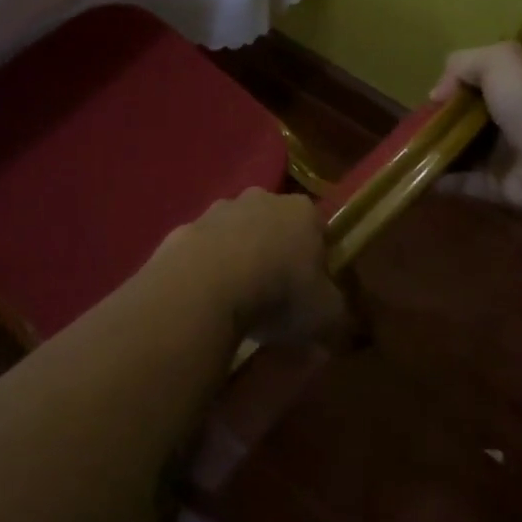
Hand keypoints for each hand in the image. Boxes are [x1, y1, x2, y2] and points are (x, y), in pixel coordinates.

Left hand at [155, 189, 342, 344]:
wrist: (205, 285)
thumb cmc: (279, 293)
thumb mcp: (328, 315)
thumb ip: (337, 315)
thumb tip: (335, 323)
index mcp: (302, 211)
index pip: (317, 228)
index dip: (318, 259)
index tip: (313, 290)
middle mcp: (260, 198)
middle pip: (274, 224)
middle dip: (275, 252)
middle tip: (274, 296)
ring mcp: (217, 210)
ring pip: (235, 233)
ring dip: (238, 258)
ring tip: (237, 301)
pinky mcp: (184, 228)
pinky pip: (202, 251)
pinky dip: (206, 269)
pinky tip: (206, 299)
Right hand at [429, 41, 521, 222]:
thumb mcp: (500, 61)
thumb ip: (462, 63)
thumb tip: (437, 94)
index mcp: (517, 86)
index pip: (480, 81)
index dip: (454, 85)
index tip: (434, 96)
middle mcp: (512, 118)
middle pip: (466, 116)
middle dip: (439, 120)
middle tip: (413, 125)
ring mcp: (505, 154)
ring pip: (461, 149)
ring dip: (434, 150)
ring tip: (406, 151)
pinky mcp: (498, 186)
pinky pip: (462, 182)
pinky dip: (440, 180)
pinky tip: (418, 176)